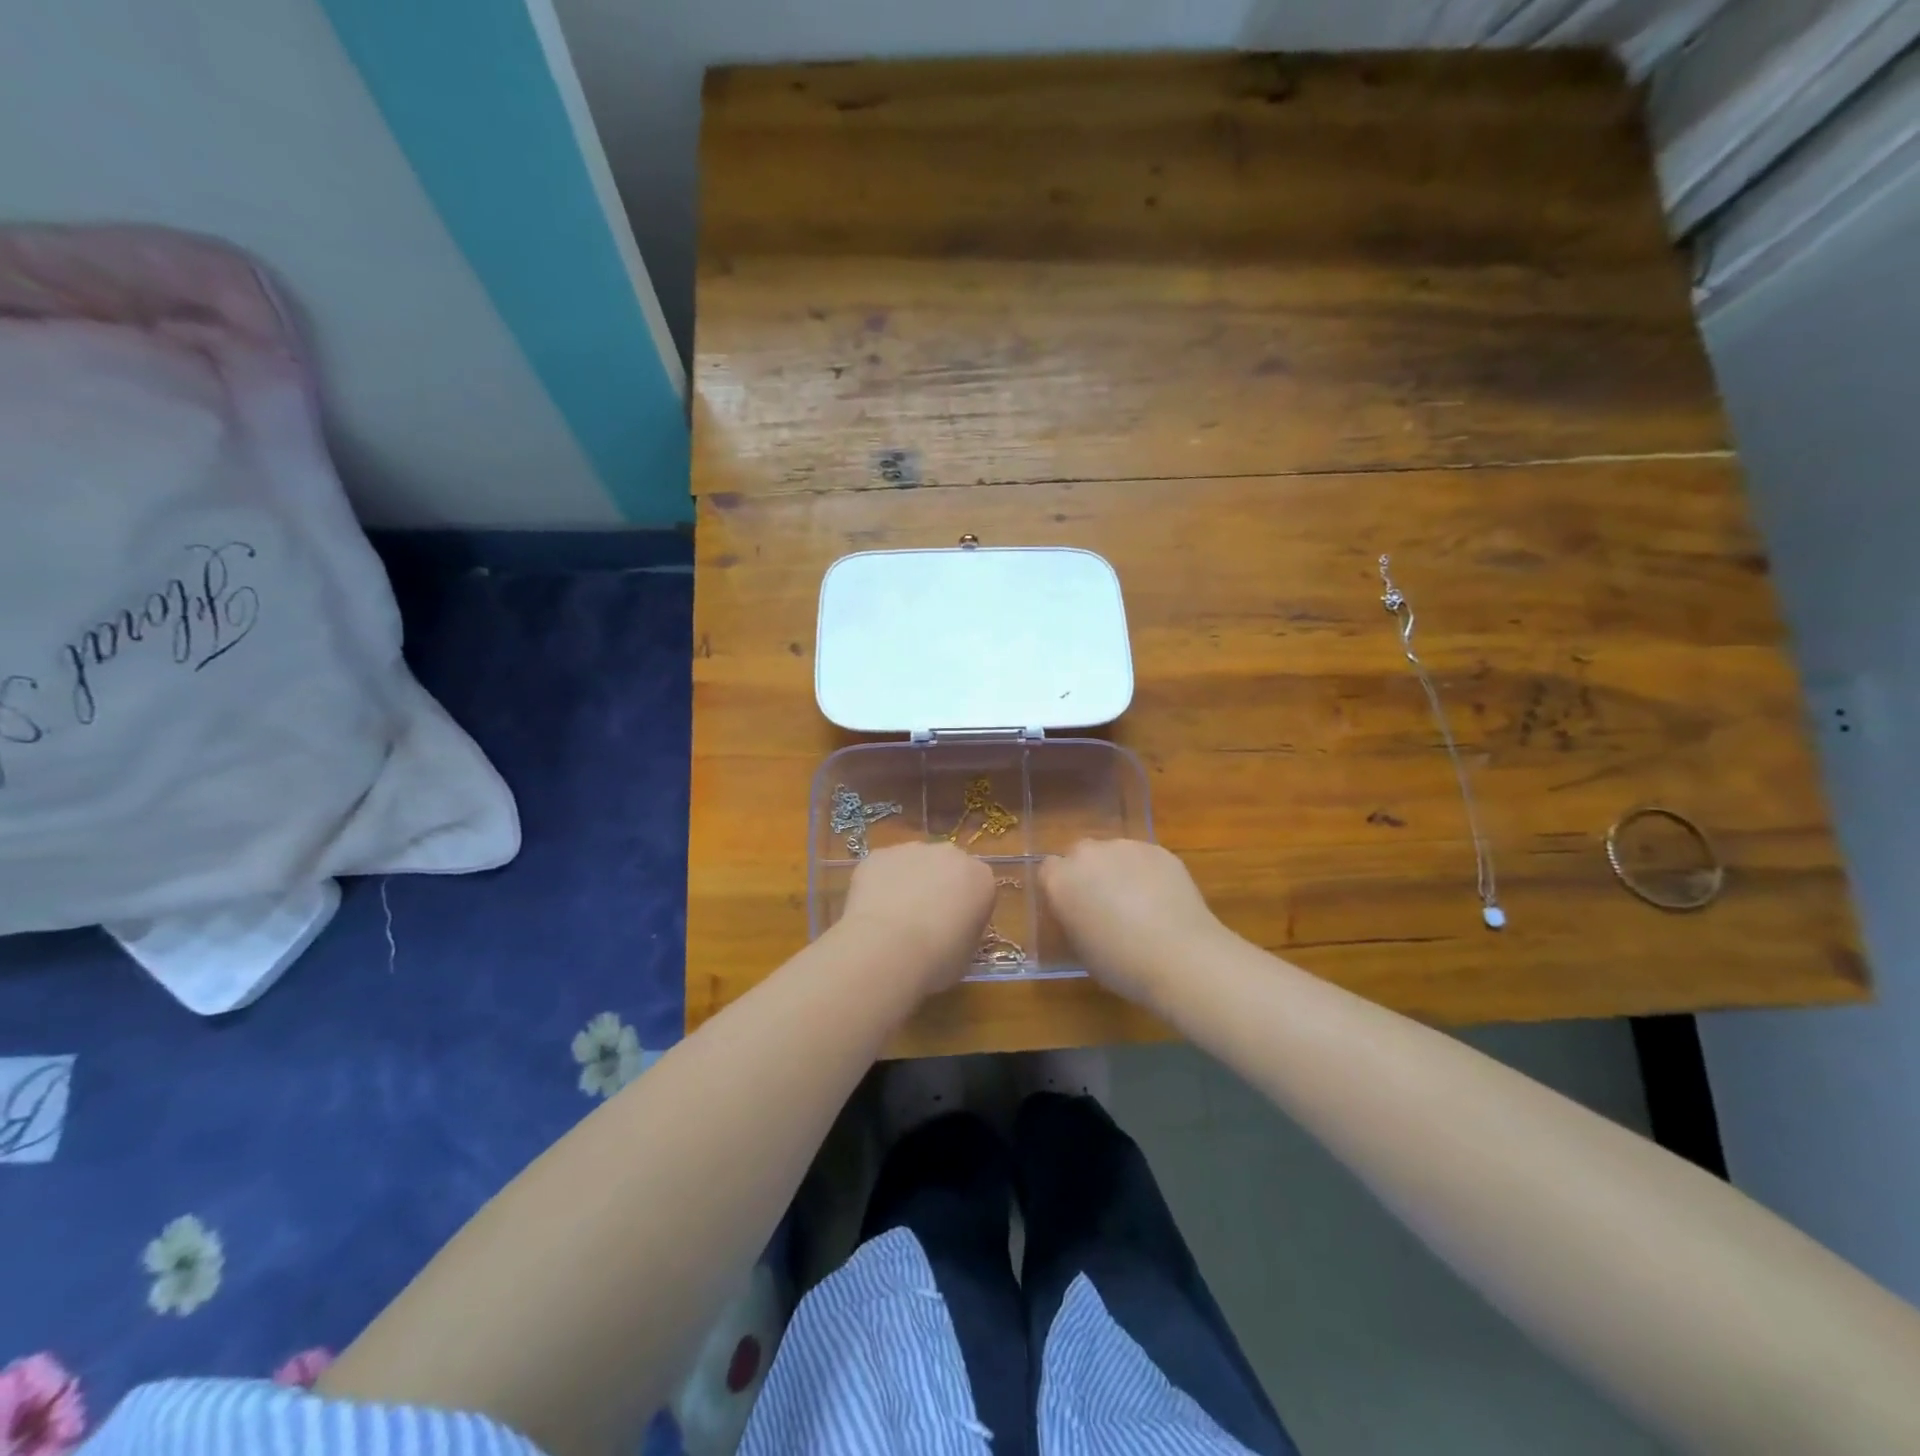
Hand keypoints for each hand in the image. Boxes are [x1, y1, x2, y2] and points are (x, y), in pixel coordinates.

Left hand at [838, 841, 995, 993]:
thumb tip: (951, 928)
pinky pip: (883, 868)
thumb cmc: (938, 959)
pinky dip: (878, 884)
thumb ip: (965, 929)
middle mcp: (950, 854)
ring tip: (891, 919)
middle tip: (922, 920)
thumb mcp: (967, 952)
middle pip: (946, 866)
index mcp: (980, 878)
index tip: (953, 930)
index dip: (965, 908)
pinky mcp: (879, 854)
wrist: (888, 948)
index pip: (978, 887)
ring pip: (912, 863)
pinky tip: (870, 912)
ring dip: (907, 882)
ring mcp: (912, 850)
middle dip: (937, 886)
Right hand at [1039, 840, 1230, 1008]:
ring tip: (1138, 902)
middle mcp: (1089, 854)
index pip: (1048, 870)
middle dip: (1087, 873)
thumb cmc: (1122, 964)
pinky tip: (1161, 900)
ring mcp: (1126, 847)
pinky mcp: (1159, 850)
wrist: (1181, 957)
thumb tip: (1080, 911)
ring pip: (1113, 853)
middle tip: (1103, 903)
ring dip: (1117, 870)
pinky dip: (1146, 872)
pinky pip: (1143, 858)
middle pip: (1080, 854)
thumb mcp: (1081, 948)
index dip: (1060, 888)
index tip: (1071, 907)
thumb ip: (1072, 919)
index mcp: (1061, 880)